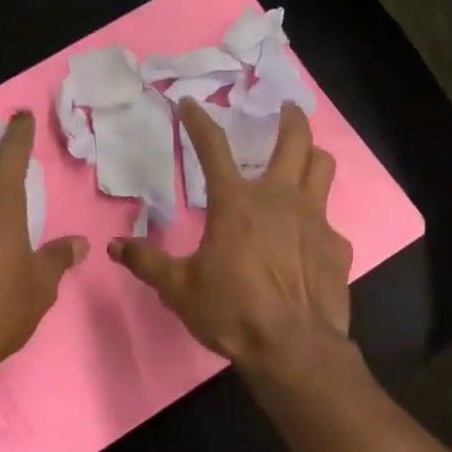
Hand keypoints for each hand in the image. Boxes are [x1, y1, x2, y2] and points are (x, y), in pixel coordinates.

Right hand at [110, 99, 354, 381]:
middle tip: (284, 109)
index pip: (212, 147)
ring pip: (323, 167)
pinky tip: (308, 237)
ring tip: (305, 157)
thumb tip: (115, 246)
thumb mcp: (178, 288)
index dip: (198, 121)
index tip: (189, 103)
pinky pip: (329, 219)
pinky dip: (317, 219)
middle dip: (289, 118)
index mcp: (236, 203)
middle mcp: (279, 198)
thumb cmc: (232, 311)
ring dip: (313, 155)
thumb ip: (147, 262)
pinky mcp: (336, 245)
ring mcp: (314, 219)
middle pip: (294, 140)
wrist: (293, 347)